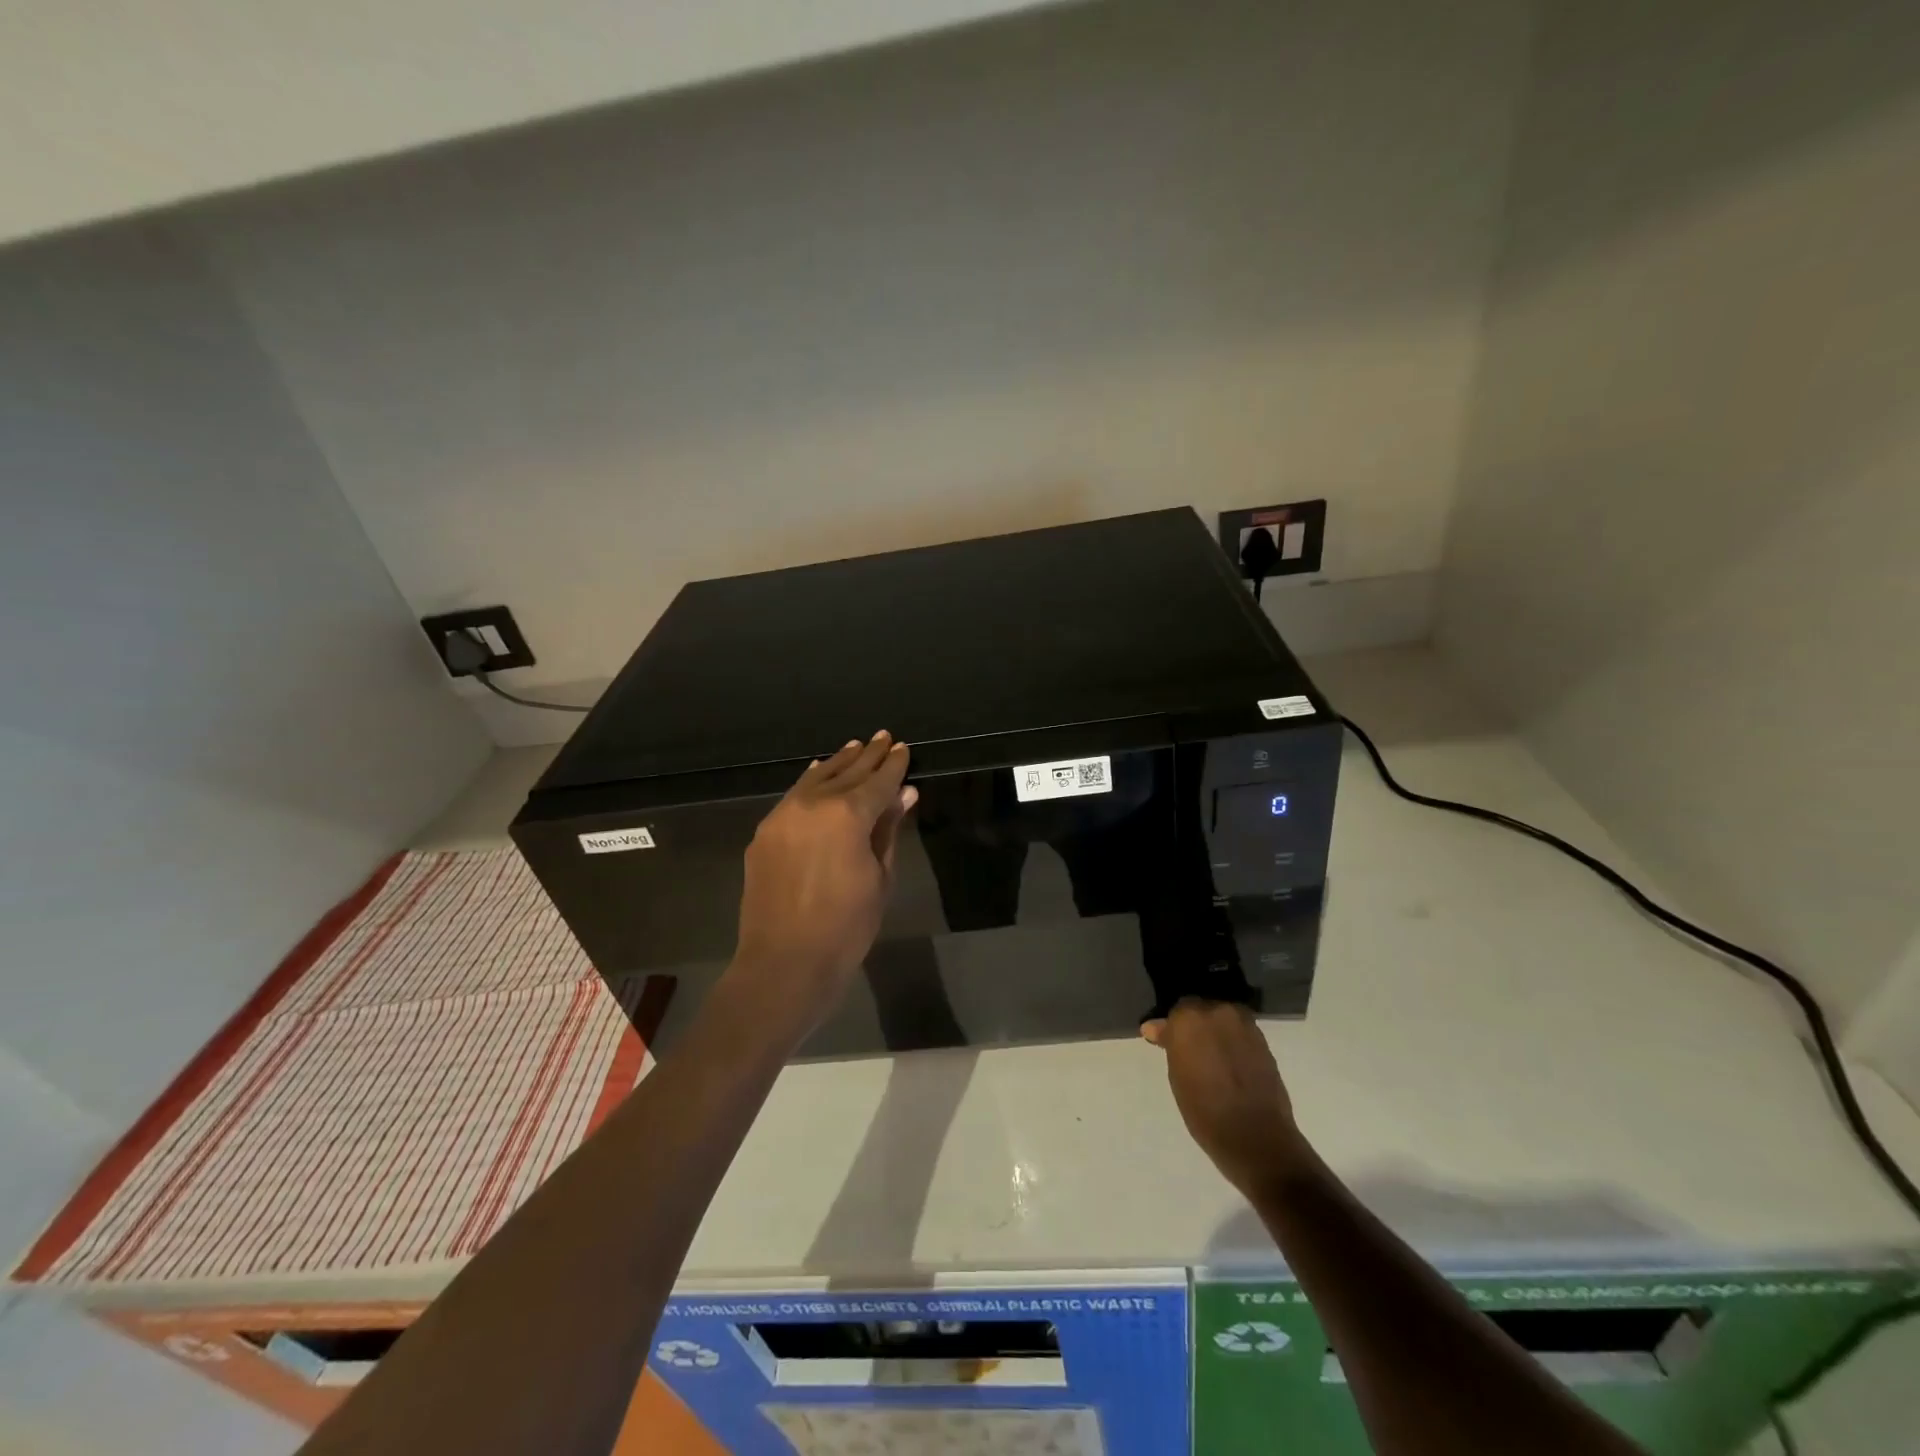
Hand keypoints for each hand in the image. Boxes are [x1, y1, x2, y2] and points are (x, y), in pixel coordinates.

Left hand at [729, 732, 916, 1035]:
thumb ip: (888, 830)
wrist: (784, 962)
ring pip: (816, 778)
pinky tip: (818, 774)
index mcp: (849, 814)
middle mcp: (813, 803)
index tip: (903, 748)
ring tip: (855, 747)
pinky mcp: (764, 832)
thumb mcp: (879, 877)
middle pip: (847, 772)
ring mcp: (783, 815)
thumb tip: (903, 794)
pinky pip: (793, 796)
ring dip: (838, 762)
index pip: (879, 780)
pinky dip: (810, 782)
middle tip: (884, 737)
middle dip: (868, 755)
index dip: (894, 764)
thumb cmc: (846, 927)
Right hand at [1142, 999, 1308, 1197]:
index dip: (1172, 1029)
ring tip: (1212, 1059)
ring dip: (1216, 1033)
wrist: (1255, 1137)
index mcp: (1189, 1018)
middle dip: (1195, 1026)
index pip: (1176, 1012)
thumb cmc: (1204, 1111)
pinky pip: (1240, 1033)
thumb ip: (1170, 1045)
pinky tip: (1229, 1064)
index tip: (1168, 1044)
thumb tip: (1154, 1028)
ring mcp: (1244, 1024)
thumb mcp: (1177, 1077)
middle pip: (1202, 1010)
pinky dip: (1233, 1043)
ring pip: (1223, 1019)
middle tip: (1191, 1051)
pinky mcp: (1263, 1040)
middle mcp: (1218, 1011)